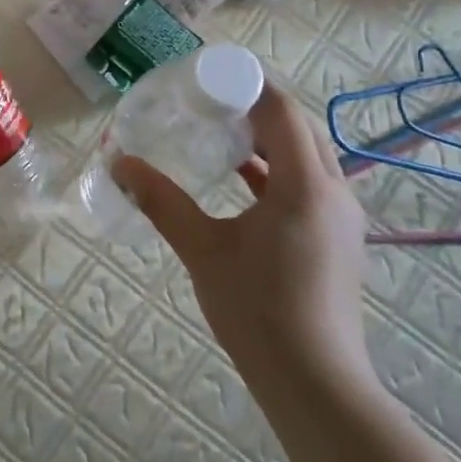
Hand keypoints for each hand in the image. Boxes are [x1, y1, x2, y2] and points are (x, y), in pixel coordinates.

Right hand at [113, 81, 373, 390]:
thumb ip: (162, 201)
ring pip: (307, 155)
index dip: (248, 85)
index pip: (282, 110)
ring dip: (268, 138)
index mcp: (305, 184)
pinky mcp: (337, 238)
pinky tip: (241, 180)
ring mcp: (341, 216)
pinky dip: (277, 169)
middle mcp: (333, 190)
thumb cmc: (258, 311)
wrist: (316, 384)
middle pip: (298, 127)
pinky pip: (308, 182)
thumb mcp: (202, 250)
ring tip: (222, 132)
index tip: (208, 77)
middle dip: (257, 107)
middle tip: (210, 101)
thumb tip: (119, 162)